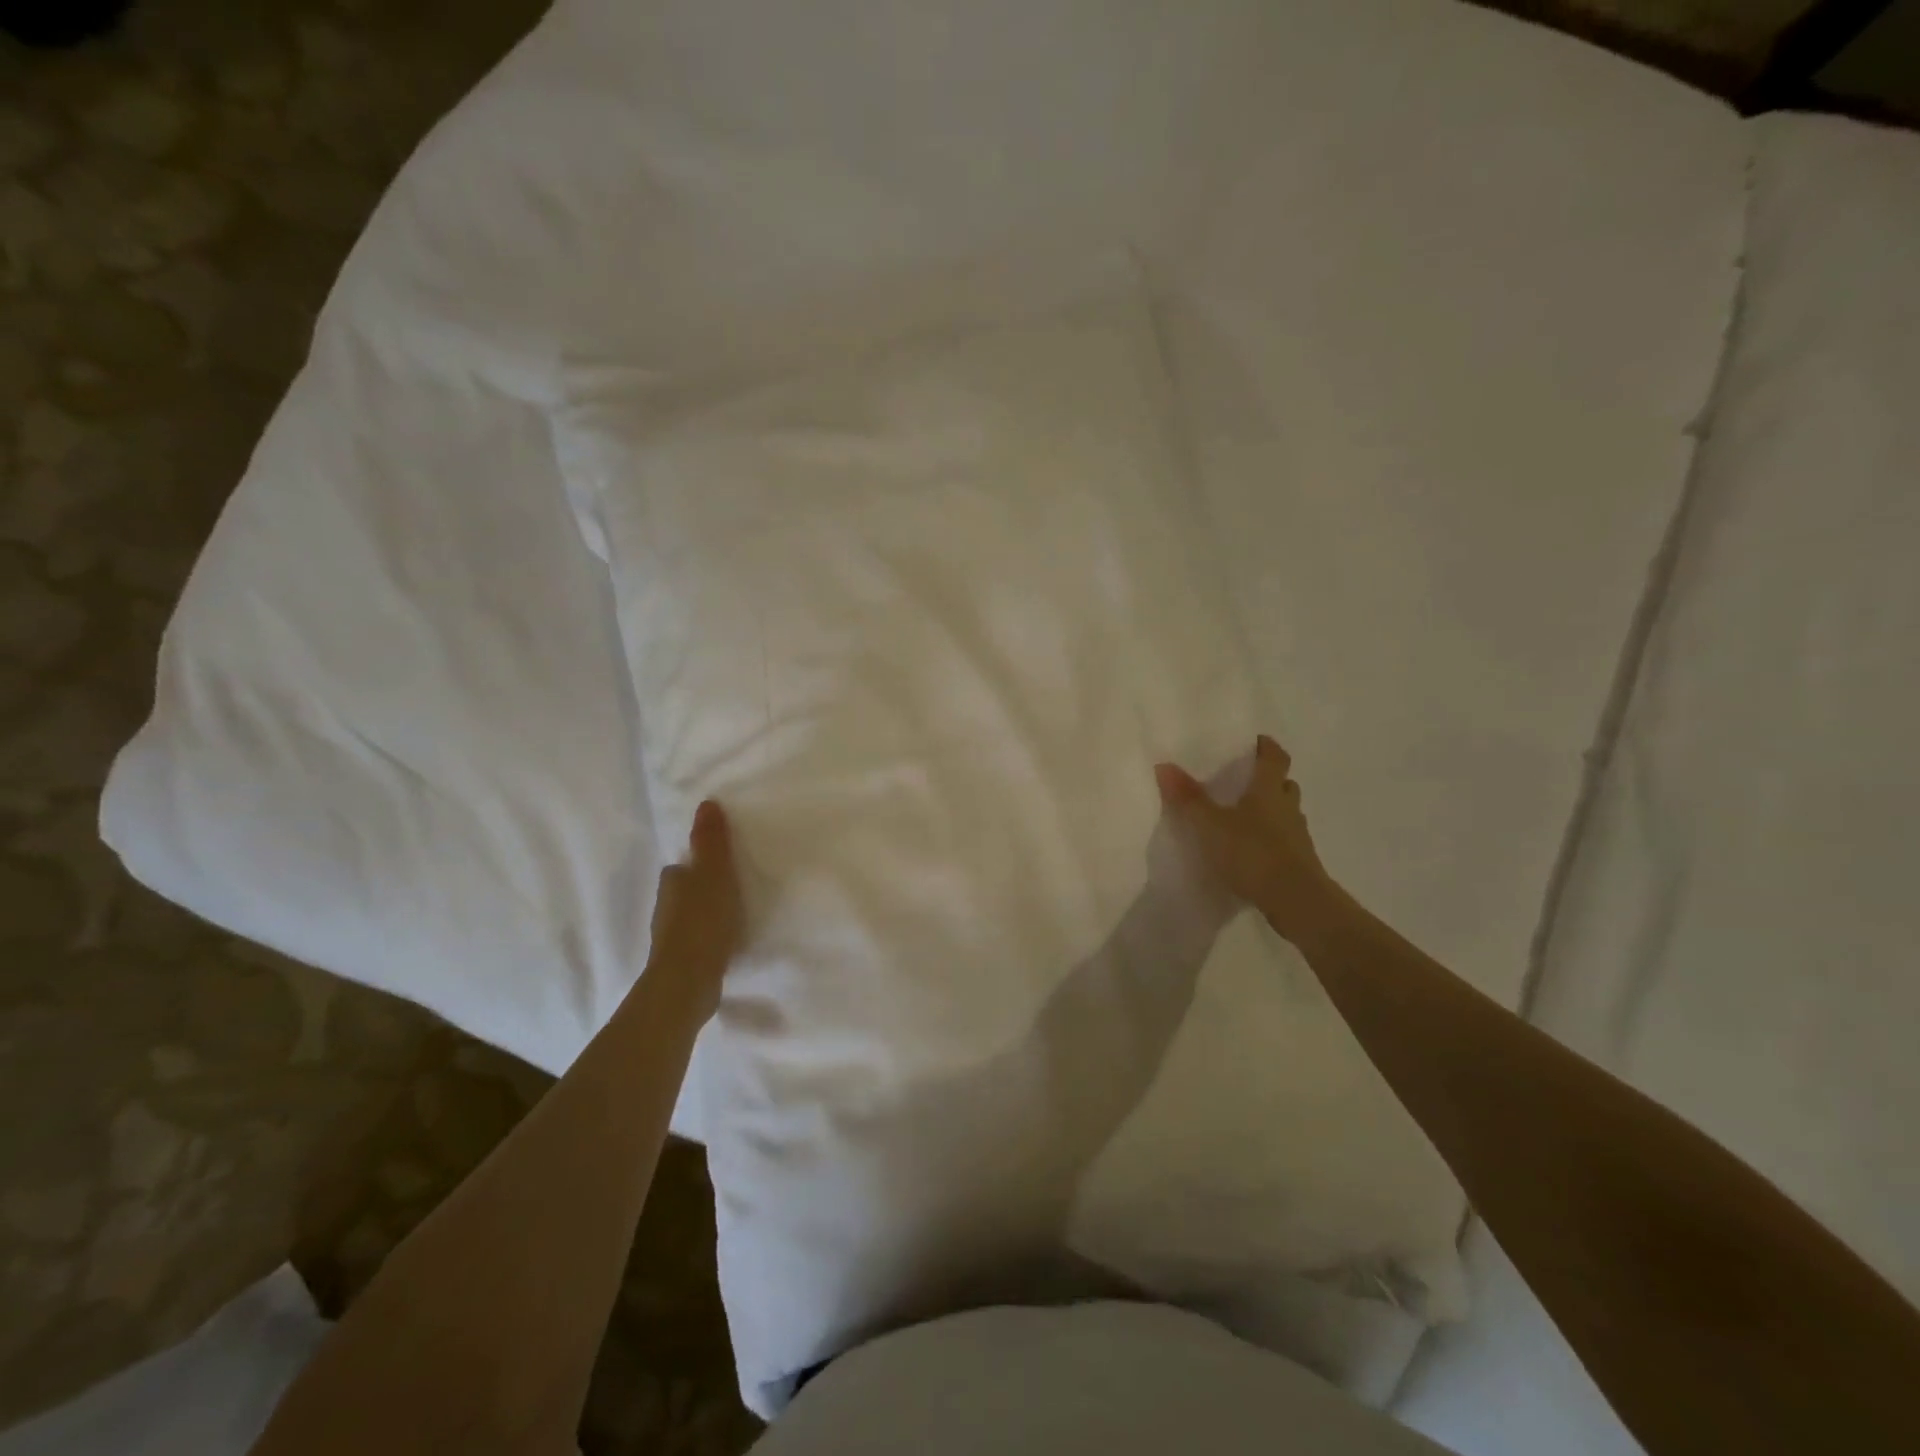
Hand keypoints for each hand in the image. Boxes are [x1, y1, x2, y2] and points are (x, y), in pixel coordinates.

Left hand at [646, 800, 743, 1014]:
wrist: (688, 981)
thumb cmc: (703, 920)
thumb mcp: (715, 873)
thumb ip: (712, 841)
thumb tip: (706, 803)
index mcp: (672, 883)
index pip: (680, 869)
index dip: (695, 864)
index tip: (716, 864)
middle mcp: (665, 909)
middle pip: (682, 893)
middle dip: (699, 890)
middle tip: (727, 888)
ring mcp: (670, 940)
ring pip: (687, 918)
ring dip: (702, 915)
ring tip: (730, 916)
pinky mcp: (681, 964)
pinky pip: (696, 943)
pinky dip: (707, 939)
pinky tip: (724, 944)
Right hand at [1154, 735, 1343, 946]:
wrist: (1296, 900)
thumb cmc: (1252, 853)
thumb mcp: (1210, 825)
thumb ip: (1188, 798)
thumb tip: (1163, 765)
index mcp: (1268, 791)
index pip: (1274, 760)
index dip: (1267, 748)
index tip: (1259, 740)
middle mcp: (1288, 809)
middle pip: (1284, 785)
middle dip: (1271, 780)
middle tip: (1250, 780)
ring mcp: (1297, 837)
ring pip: (1287, 814)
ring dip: (1273, 811)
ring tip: (1248, 816)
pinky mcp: (1300, 864)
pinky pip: (1286, 841)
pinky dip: (1273, 839)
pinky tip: (1254, 851)